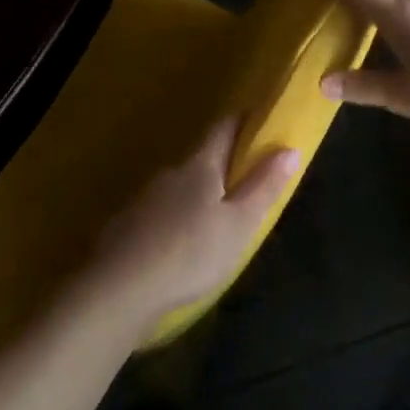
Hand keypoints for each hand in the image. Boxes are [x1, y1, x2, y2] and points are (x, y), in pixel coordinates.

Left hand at [77, 117, 298, 333]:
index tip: (259, 118)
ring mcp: (143, 199)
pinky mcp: (125, 226)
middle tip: (245, 183)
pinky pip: (159, 214)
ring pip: (178, 188)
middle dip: (222, 166)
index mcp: (200, 167)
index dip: (242, 120)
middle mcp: (169, 174)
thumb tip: (290, 148)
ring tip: (214, 221)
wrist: (120, 290)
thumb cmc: (192, 253)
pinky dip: (174, 220)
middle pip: (200, 159)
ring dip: (197, 196)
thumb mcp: (240, 224)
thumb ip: (264, 186)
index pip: (223, 129)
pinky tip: (180, 245)